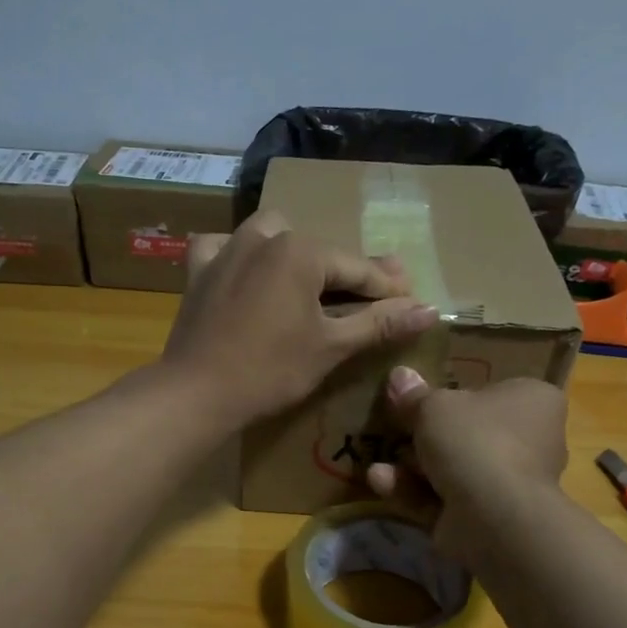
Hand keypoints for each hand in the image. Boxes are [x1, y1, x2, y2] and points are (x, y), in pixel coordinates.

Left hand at [160, 212, 439, 428]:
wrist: (196, 392)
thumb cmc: (271, 370)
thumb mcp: (332, 347)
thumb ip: (379, 323)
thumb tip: (430, 309)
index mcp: (301, 250)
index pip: (357, 268)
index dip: (388, 287)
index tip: (412, 299)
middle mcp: (263, 236)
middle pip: (318, 251)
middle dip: (344, 272)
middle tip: (366, 297)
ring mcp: (226, 249)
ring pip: (271, 235)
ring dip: (293, 252)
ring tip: (306, 281)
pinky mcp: (199, 271)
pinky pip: (222, 248)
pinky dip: (237, 256)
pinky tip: (244, 273)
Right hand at [365, 367, 567, 568]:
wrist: (493, 515)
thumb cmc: (475, 440)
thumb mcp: (434, 406)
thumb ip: (414, 395)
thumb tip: (399, 376)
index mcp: (534, 401)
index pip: (495, 391)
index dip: (458, 394)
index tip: (423, 397)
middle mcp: (530, 441)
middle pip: (470, 433)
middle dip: (427, 437)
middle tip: (394, 429)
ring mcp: (509, 484)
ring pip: (453, 469)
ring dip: (412, 467)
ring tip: (378, 464)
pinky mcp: (487, 519)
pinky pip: (445, 499)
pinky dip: (413, 492)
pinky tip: (380, 483)